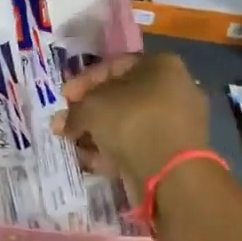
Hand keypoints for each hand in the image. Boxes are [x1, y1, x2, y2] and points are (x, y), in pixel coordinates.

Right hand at [53, 53, 210, 190]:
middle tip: (66, 123)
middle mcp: (175, 90)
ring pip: (129, 124)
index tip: (64, 97)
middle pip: (121, 97)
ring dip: (98, 133)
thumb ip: (74, 111)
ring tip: (73, 145)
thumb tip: (63, 123)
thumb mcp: (91, 107)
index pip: (114, 66)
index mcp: (162, 66)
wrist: (172, 175)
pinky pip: (138, 145)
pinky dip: (114, 151)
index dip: (84, 81)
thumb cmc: (132, 123)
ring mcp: (178, 123)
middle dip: (89, 111)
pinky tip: (91, 161)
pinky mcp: (175, 153)